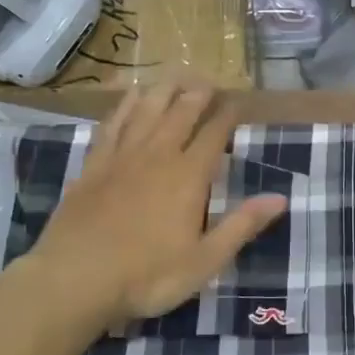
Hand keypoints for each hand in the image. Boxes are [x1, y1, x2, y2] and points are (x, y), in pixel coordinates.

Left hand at [19, 83, 286, 332]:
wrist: (73, 280)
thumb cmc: (147, 276)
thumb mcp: (205, 260)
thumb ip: (242, 225)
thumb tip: (281, 197)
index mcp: (188, 177)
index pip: (213, 135)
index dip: (227, 116)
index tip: (237, 101)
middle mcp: (157, 156)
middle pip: (181, 114)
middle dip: (198, 95)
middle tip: (209, 80)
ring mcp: (121, 158)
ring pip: (146, 112)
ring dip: (164, 91)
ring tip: (175, 74)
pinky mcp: (93, 166)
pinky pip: (112, 125)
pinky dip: (124, 106)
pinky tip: (130, 96)